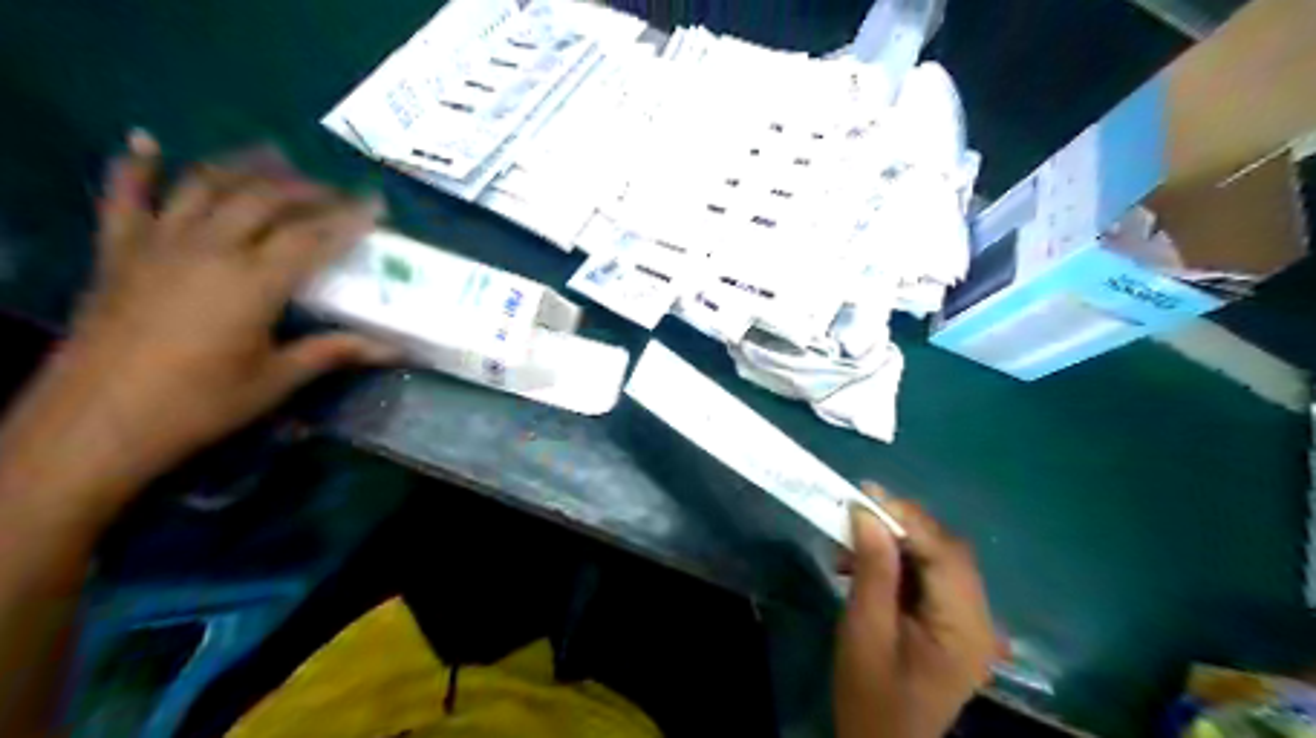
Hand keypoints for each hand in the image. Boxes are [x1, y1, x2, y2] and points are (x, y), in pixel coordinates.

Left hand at [0, 132, 392, 520]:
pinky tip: (147, 142)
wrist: (97, 422)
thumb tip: (395, 349)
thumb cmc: (199, 404)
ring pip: (206, 186)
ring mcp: (159, 244)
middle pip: (265, 199)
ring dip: (244, 167)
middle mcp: (210, 249)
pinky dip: (136, 167)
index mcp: (253, 282)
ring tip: (275, 156)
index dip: (348, 218)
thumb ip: (334, 352)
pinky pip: (124, 197)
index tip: (376, 205)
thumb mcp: (276, 380)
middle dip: (308, 189)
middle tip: (337, 191)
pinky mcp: (118, 252)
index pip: (312, 236)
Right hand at [830, 484, 997, 736]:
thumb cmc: (871, 696)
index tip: (864, 494)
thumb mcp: (865, 631)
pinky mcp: (953, 623)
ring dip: (896, 543)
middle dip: (901, 526)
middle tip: (856, 512)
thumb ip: (873, 570)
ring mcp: (969, 622)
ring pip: (938, 559)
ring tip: (852, 542)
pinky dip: (898, 562)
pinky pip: (930, 576)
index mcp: (964, 628)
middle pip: (947, 552)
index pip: (944, 554)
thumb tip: (867, 512)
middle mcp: (979, 620)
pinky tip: (865, 565)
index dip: (906, 518)